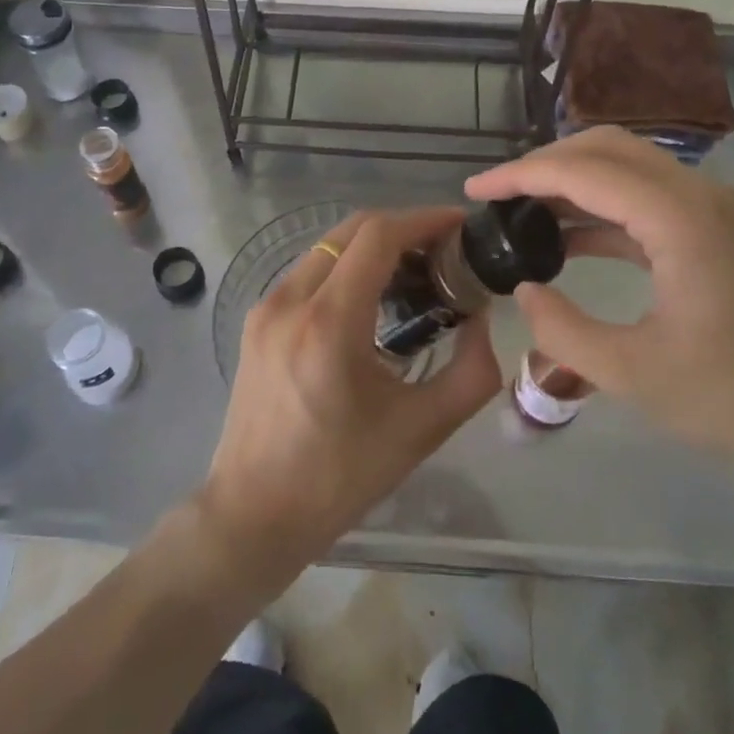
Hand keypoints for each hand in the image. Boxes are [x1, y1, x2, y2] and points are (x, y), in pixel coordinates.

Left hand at [194, 208, 500, 585]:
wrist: (253, 513)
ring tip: (415, 274)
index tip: (460, 226)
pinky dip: (346, 268)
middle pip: (351, 231)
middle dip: (402, 228)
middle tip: (444, 251)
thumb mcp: (422, 430)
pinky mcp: (256, 321)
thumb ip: (470, 372)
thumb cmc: (340, 477)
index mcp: (329, 323)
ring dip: (373, 247)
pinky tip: (372, 300)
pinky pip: (309, 273)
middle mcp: (291, 300)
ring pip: (328, 248)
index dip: (423, 220)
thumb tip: (479, 319)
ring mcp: (266, 307)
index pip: (378, 236)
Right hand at [467, 128, 733, 486]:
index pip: (585, 171)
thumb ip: (561, 329)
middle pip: (608, 149)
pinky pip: (649, 198)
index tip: (475, 192)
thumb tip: (525, 289)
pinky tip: (570, 239)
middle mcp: (703, 195)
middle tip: (498, 195)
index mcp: (682, 220)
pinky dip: (603, 208)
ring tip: (523, 212)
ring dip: (574, 182)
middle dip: (545, 164)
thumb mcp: (631, 374)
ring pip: (630, 168)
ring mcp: (718, 209)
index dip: (522, 175)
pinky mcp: (722, 229)